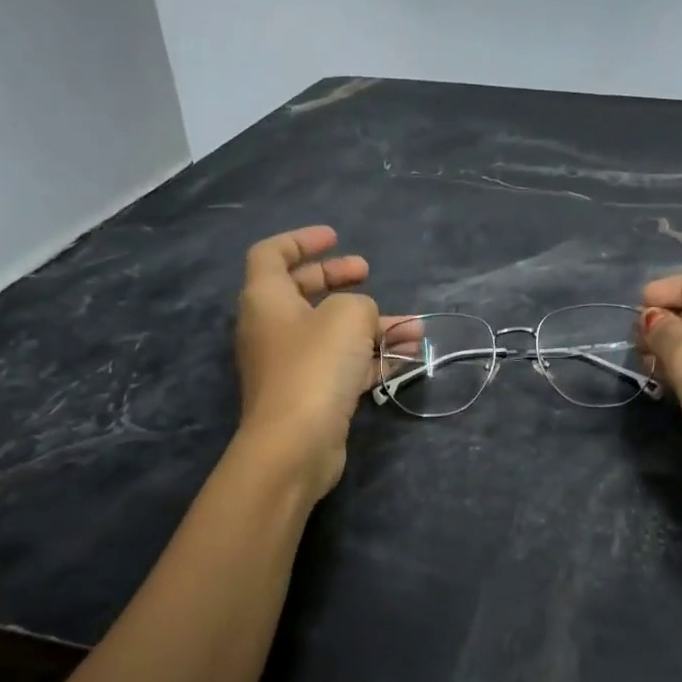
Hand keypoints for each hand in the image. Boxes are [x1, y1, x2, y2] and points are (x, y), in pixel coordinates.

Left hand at [235, 226, 400, 496]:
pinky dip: (374, 357)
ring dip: (373, 326)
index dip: (302, 240)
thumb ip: (361, 305)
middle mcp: (273, 328)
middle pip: (304, 291)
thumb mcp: (348, 317)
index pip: (272, 254)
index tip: (335, 237)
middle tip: (368, 273)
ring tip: (415, 327)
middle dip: (339, 280)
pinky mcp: (312, 395)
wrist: (295, 444)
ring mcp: (292, 364)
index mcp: (266, 299)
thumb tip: (364, 319)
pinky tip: (410, 355)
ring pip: (333, 333)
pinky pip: (344, 365)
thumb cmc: (315, 366)